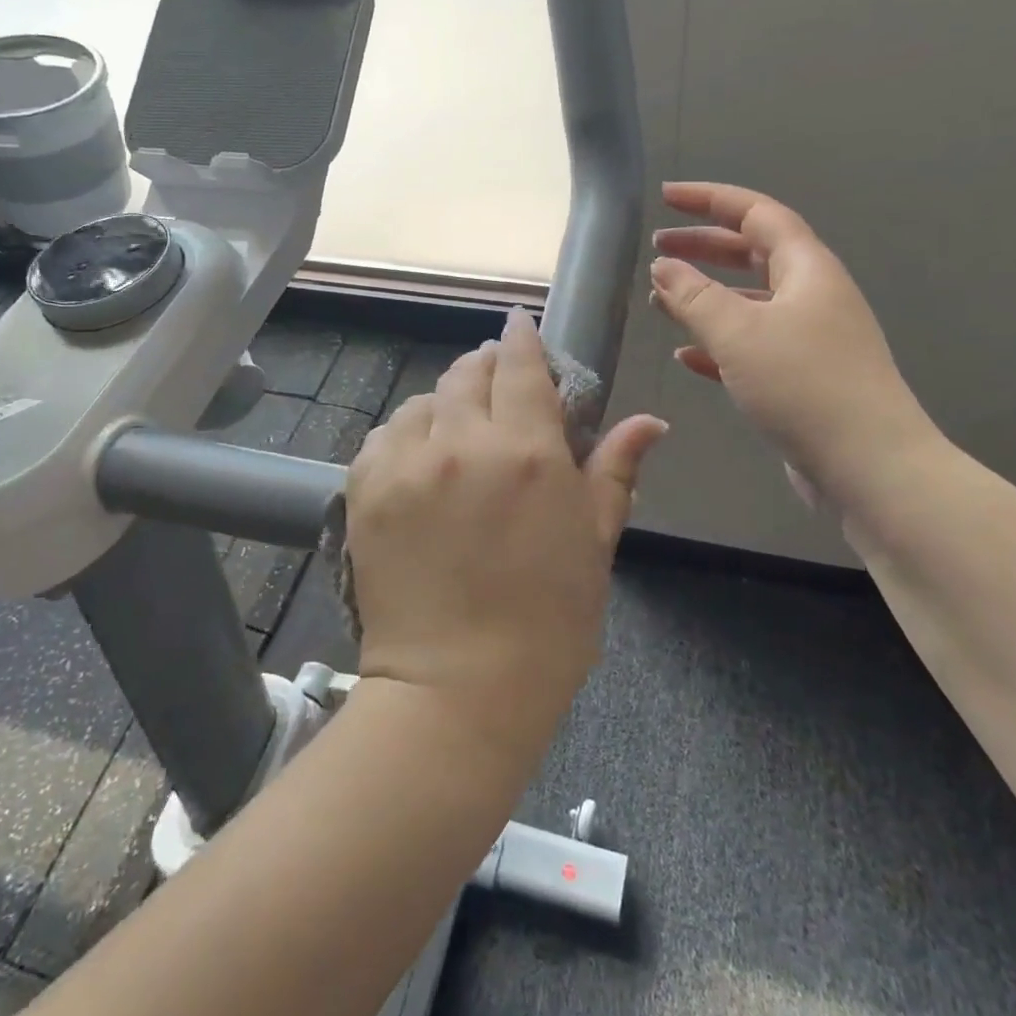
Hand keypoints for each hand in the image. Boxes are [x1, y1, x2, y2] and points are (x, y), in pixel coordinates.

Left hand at [345, 310, 667, 760]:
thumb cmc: (547, 624)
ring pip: (425, 400)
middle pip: (469, 372)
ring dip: (446, 403)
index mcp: (529, 452)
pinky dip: (406, 434)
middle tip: (496, 381)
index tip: (519, 325)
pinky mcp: (365, 488)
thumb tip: (650, 422)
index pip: (521, 365)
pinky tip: (420, 457)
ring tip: (458, 427)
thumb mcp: (593, 544)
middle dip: (486, 366)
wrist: (456, 690)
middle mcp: (464, 442)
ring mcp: (408, 463)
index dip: (521, 338)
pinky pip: (385, 435)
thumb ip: (615, 470)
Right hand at [650, 181, 937, 501]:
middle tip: (657, 250)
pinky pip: (752, 347)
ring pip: (749, 303)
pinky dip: (718, 344)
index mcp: (807, 269)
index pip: (756, 213)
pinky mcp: (802, 379)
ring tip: (660, 301)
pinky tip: (686, 355)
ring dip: (705, 298)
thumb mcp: (739, 333)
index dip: (709, 199)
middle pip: (752, 255)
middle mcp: (812, 296)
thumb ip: (694, 295)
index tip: (665, 198)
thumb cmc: (803, 385)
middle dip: (703, 247)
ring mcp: (810, 339)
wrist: (870, 467)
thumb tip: (663, 267)